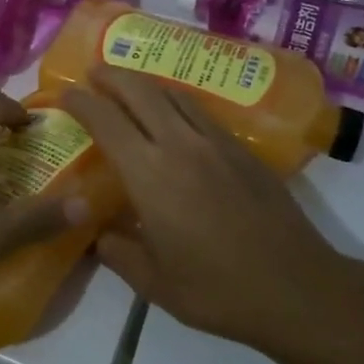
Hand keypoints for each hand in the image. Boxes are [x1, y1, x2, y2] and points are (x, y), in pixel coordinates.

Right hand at [61, 67, 348, 352]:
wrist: (297, 288)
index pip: (106, 122)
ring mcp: (216, 143)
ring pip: (173, 94)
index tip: (66, 94)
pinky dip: (176, 100)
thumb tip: (98, 233)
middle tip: (94, 72)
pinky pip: (200, 110)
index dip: (82, 102)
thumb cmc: (218, 290)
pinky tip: (174, 112)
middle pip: (140, 91)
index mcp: (150, 175)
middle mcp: (180, 145)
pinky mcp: (242, 149)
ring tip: (129, 83)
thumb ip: (117, 253)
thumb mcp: (154, 284)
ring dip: (145, 82)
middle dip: (112, 76)